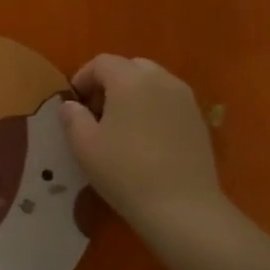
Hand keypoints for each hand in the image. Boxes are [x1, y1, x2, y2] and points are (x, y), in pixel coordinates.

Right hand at [60, 55, 228, 234]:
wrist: (182, 206)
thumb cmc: (125, 172)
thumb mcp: (85, 145)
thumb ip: (73, 118)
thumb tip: (71, 105)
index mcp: (130, 80)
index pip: (102, 62)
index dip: (83, 77)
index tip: (73, 103)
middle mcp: (161, 80)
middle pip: (131, 67)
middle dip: (110, 82)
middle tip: (97, 112)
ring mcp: (185, 99)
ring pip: (153, 82)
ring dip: (133, 94)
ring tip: (121, 126)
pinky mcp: (199, 120)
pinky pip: (169, 101)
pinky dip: (153, 108)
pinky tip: (145, 139)